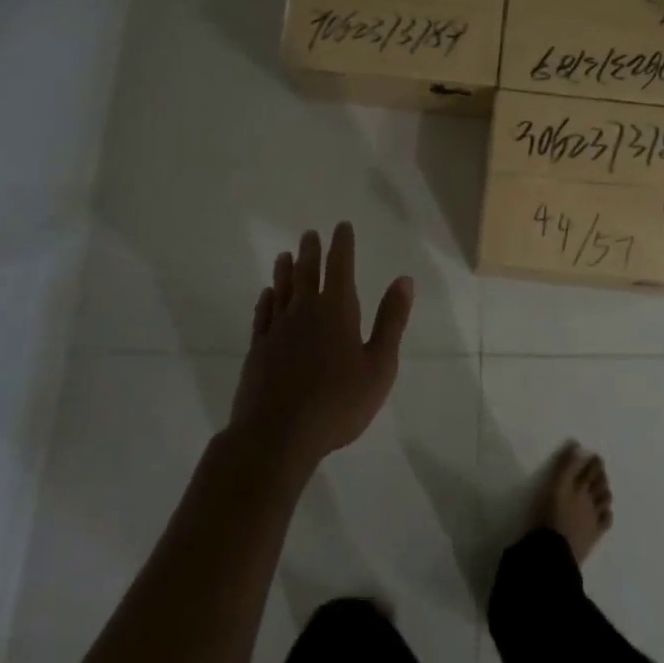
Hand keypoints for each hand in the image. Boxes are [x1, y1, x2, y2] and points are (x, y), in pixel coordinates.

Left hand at [229, 222, 413, 467]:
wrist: (277, 436)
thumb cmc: (337, 403)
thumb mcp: (379, 366)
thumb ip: (391, 321)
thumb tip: (404, 280)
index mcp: (337, 311)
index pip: (340, 267)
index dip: (342, 245)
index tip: (341, 226)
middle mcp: (305, 311)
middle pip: (307, 273)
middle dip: (311, 251)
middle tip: (310, 233)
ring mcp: (278, 330)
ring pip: (282, 290)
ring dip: (285, 270)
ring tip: (285, 255)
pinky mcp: (258, 350)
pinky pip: (263, 315)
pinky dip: (266, 301)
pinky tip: (266, 295)